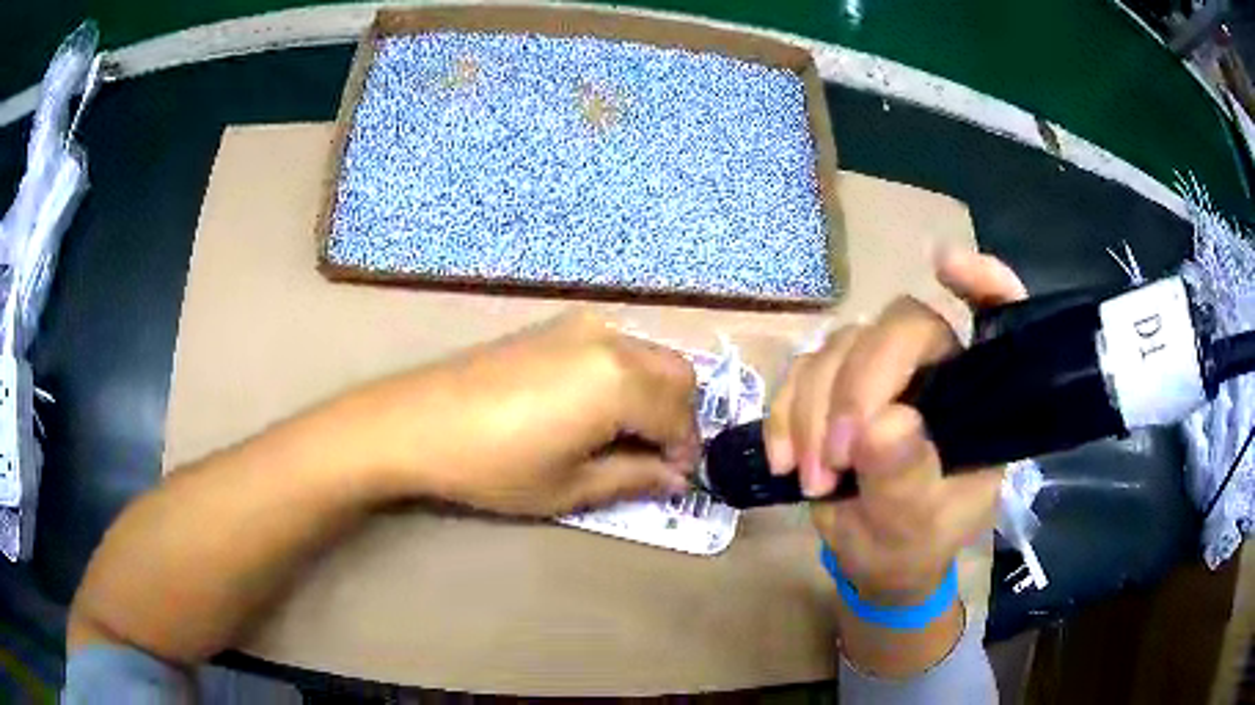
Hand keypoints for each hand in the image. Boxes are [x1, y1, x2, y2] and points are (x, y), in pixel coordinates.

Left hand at [348, 312, 699, 515]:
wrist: (418, 422)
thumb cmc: (494, 466)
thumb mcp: (569, 487)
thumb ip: (634, 478)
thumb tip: (675, 478)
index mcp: (620, 381)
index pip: (680, 417)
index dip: (685, 452)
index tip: (674, 481)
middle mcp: (611, 340)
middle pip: (677, 375)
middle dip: (678, 418)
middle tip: (653, 459)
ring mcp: (582, 325)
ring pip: (649, 355)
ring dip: (655, 395)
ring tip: (625, 437)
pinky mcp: (556, 324)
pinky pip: (617, 346)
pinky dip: (628, 376)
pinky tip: (596, 409)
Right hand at [764, 250, 1025, 675]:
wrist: (871, 561)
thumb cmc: (912, 545)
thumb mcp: (913, 526)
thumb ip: (905, 480)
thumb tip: (881, 425)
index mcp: (975, 397)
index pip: (995, 320)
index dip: (982, 282)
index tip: (944, 266)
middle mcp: (933, 370)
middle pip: (895, 329)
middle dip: (856, 389)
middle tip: (834, 458)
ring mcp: (881, 375)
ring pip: (838, 348)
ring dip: (812, 413)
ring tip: (812, 479)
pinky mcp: (835, 387)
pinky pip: (798, 373)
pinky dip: (784, 414)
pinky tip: (783, 460)